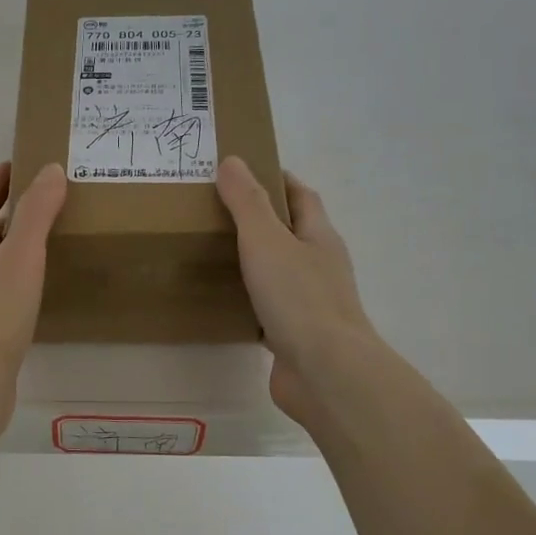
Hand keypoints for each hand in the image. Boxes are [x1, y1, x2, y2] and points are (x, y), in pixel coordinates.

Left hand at [0, 161, 66, 442]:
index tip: (23, 162)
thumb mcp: (18, 261)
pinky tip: (42, 288)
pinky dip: (21, 278)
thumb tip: (51, 169)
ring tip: (52, 236)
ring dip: (17, 246)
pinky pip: (2, 292)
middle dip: (11, 212)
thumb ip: (36, 215)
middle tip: (49, 197)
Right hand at [216, 156, 383, 424]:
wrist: (325, 372)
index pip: (301, 196)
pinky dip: (247, 300)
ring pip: (277, 272)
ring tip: (210, 252)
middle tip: (213, 211)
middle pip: (290, 233)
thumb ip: (247, 203)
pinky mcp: (294, 335)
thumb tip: (233, 161)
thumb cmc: (299, 299)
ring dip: (252, 261)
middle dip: (258, 220)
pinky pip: (267, 308)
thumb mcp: (266, 241)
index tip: (242, 171)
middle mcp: (318, 265)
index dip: (276, 179)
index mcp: (319, 236)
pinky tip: (220, 302)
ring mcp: (309, 303)